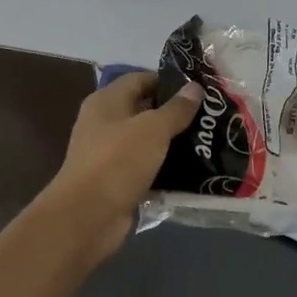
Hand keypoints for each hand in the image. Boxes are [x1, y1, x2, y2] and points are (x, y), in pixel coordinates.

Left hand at [41, 71, 201, 258]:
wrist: (87, 216)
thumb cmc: (118, 161)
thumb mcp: (153, 129)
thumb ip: (176, 108)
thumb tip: (195, 87)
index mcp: (107, 101)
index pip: (140, 79)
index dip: (168, 81)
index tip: (199, 89)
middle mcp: (104, 123)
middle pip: (144, 110)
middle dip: (175, 112)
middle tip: (209, 115)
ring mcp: (109, 153)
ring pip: (146, 141)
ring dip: (172, 142)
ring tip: (207, 140)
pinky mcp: (116, 180)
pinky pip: (145, 167)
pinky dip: (164, 167)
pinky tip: (192, 169)